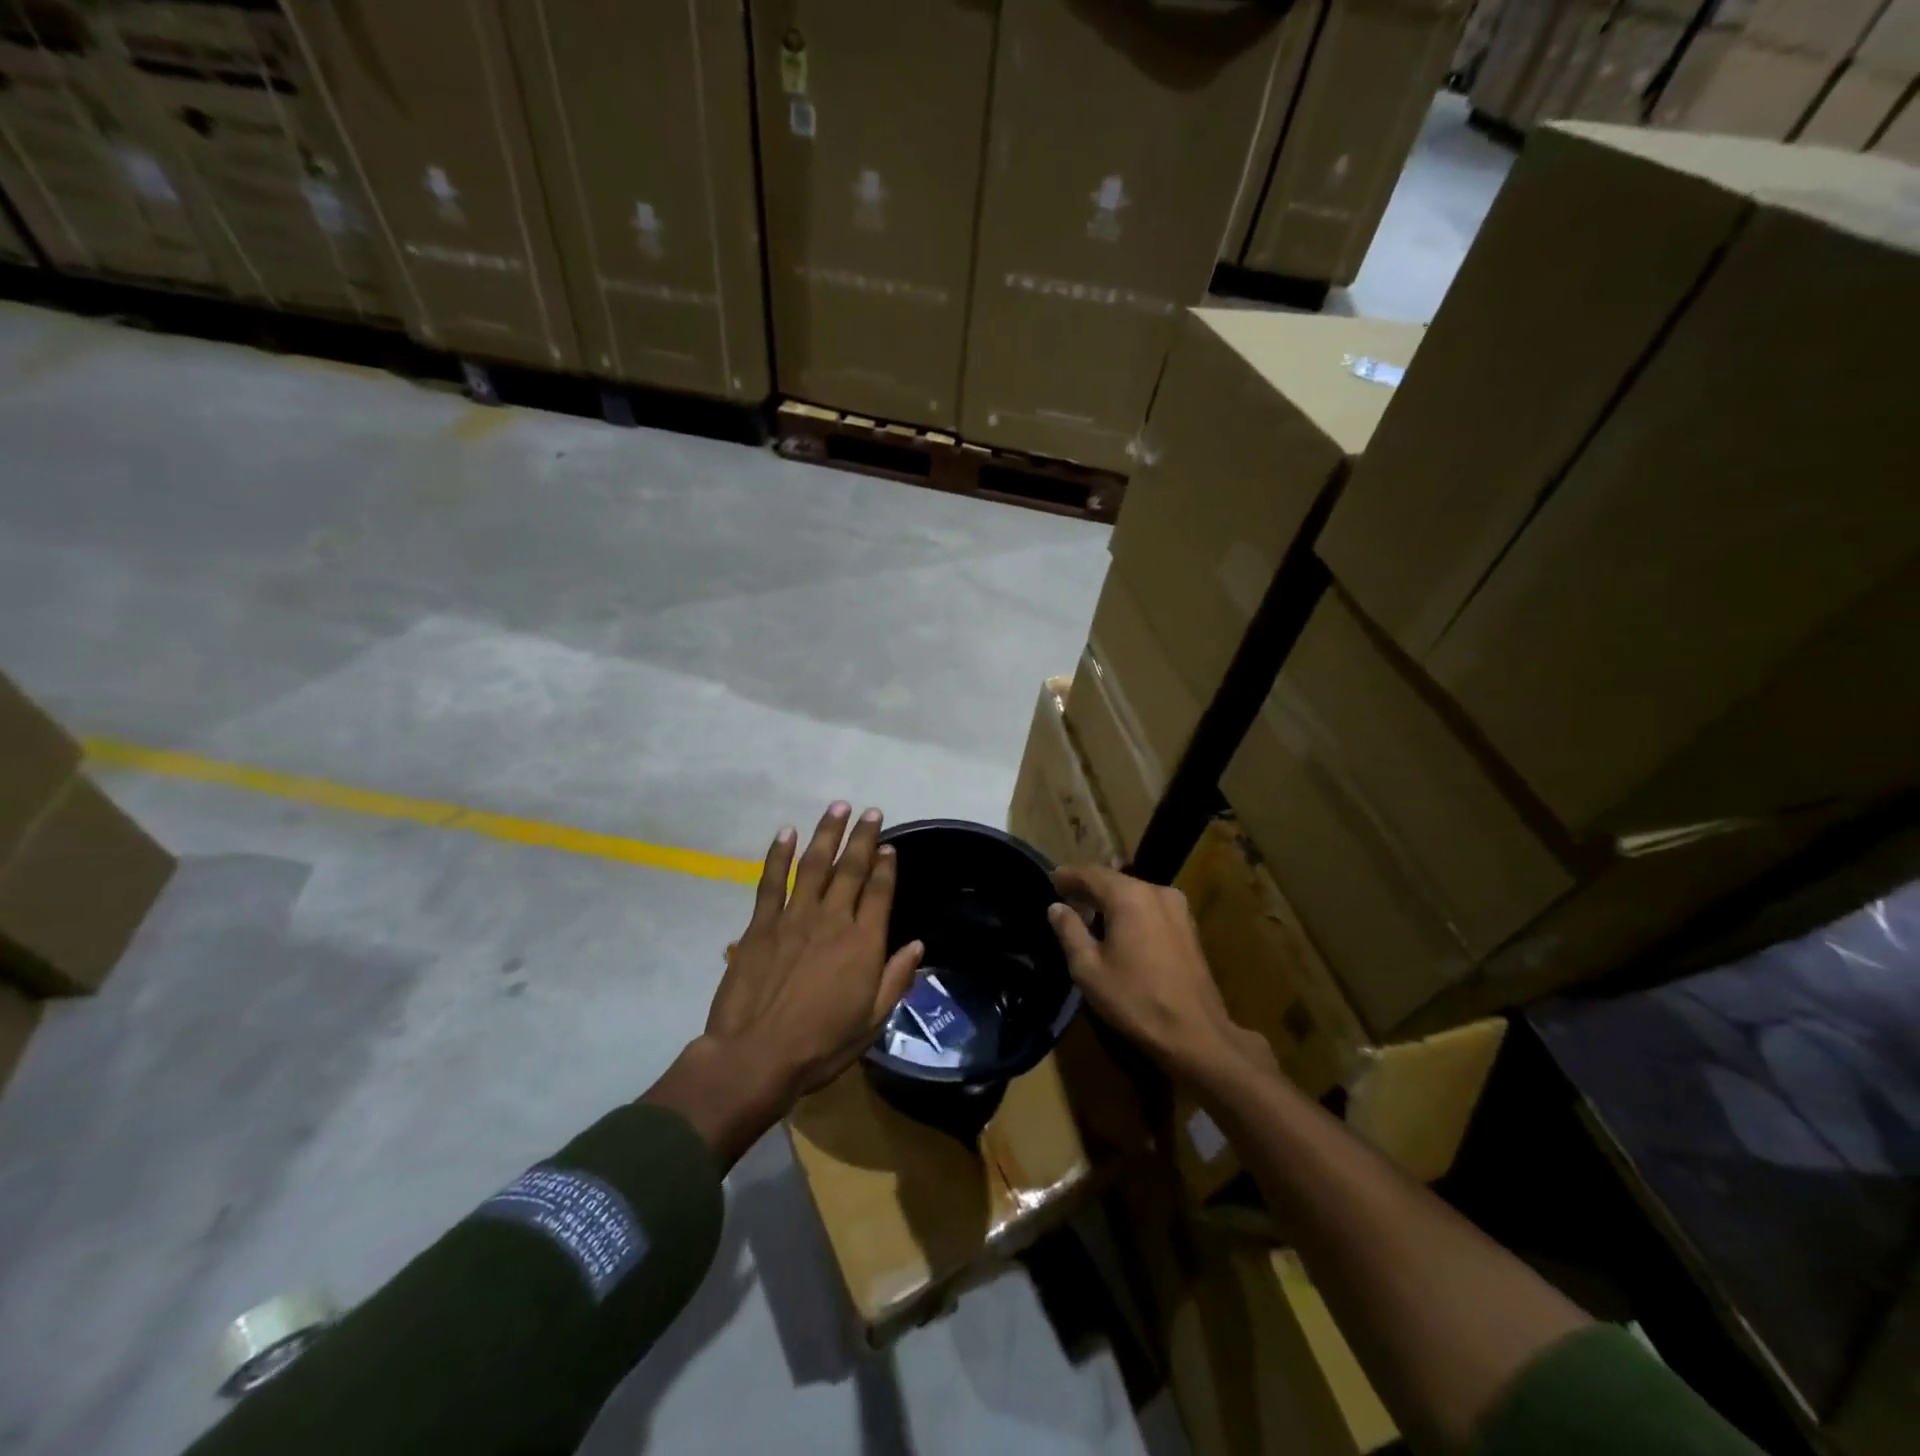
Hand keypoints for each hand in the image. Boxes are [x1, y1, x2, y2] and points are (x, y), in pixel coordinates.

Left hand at [706, 803, 923, 1106]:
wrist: (756, 1056)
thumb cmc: (821, 1045)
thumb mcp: (871, 1021)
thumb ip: (895, 979)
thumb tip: (917, 945)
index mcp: (863, 943)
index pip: (879, 892)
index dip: (886, 866)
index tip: (889, 846)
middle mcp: (832, 920)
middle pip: (851, 869)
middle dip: (863, 837)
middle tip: (871, 812)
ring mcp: (794, 918)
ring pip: (815, 865)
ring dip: (827, 834)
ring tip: (838, 807)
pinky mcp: (761, 924)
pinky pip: (772, 881)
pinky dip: (779, 854)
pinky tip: (786, 833)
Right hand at [1047, 865, 1272, 1084]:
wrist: (1195, 1034)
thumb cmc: (1135, 1000)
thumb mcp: (1088, 969)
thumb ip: (1069, 931)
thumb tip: (1056, 907)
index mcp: (1129, 896)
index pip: (1091, 873)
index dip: (1068, 876)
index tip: (1050, 880)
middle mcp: (1156, 891)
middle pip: (1114, 880)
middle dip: (1088, 888)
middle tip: (1065, 900)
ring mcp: (1177, 907)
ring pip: (1134, 893)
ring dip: (1110, 900)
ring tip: (1089, 916)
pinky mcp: (1188, 926)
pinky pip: (1150, 906)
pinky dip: (1130, 910)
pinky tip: (1119, 929)